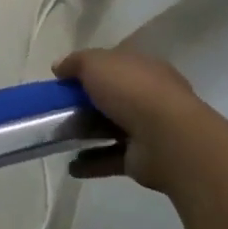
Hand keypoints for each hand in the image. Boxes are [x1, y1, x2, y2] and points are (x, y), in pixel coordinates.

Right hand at [53, 48, 201, 192]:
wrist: (168, 139)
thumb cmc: (132, 89)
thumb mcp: (95, 62)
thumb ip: (75, 62)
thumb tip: (58, 67)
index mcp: (143, 67)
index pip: (116, 62)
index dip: (92, 67)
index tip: (66, 78)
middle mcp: (149, 95)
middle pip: (112, 96)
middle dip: (86, 102)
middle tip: (59, 107)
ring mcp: (148, 128)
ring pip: (111, 127)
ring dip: (87, 133)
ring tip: (59, 137)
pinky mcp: (143, 158)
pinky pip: (112, 157)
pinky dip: (92, 162)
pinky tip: (72, 166)